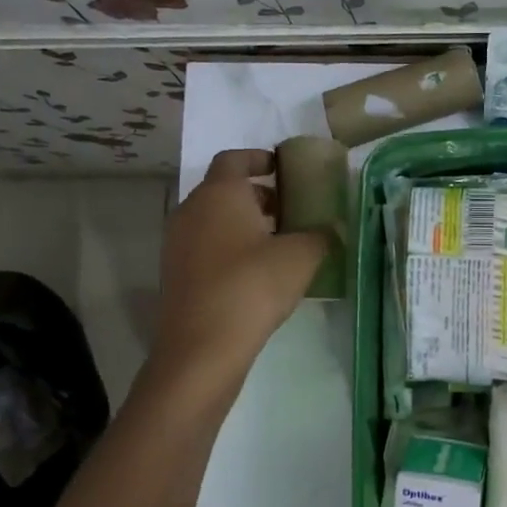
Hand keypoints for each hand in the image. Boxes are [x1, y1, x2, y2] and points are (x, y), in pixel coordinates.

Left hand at [148, 149, 329, 382]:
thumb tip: (330, 228)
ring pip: (213, 220)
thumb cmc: (252, 286)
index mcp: (219, 194)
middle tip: (288, 210)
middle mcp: (191, 211)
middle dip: (256, 195)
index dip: (259, 158)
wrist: (201, 348)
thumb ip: (320, 235)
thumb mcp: (301, 257)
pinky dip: (229, 247)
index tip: (282, 168)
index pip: (234, 159)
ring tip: (277, 244)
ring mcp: (178, 244)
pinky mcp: (175, 274)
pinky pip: (205, 247)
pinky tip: (256, 273)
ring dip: (243, 223)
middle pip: (223, 190)